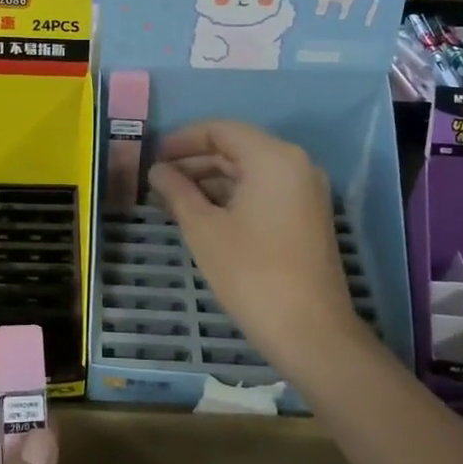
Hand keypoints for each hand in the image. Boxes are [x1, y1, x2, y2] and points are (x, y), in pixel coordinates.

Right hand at [147, 119, 364, 372]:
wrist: (311, 333)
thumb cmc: (251, 273)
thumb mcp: (204, 229)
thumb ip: (177, 191)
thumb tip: (157, 171)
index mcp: (272, 157)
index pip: (220, 130)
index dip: (182, 140)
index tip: (152, 157)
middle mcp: (295, 164)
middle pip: (236, 149)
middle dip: (194, 162)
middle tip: (157, 181)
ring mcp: (305, 191)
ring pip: (248, 172)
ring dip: (210, 181)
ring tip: (171, 200)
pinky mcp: (306, 216)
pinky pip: (263, 191)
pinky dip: (231, 197)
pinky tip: (202, 215)